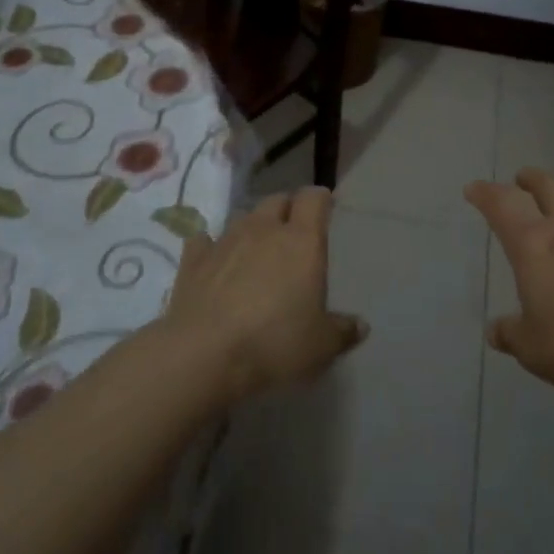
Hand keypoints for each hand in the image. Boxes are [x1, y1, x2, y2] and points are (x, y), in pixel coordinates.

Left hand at [163, 188, 367, 400]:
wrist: (203, 354)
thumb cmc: (274, 342)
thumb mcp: (320, 346)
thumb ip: (342, 331)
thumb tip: (361, 326)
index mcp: (301, 241)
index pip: (313, 199)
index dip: (320, 199)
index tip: (325, 208)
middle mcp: (263, 229)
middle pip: (278, 200)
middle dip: (287, 210)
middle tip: (293, 233)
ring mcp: (225, 240)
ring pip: (243, 217)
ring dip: (253, 228)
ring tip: (256, 250)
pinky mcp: (193, 259)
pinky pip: (205, 241)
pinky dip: (212, 247)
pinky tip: (214, 263)